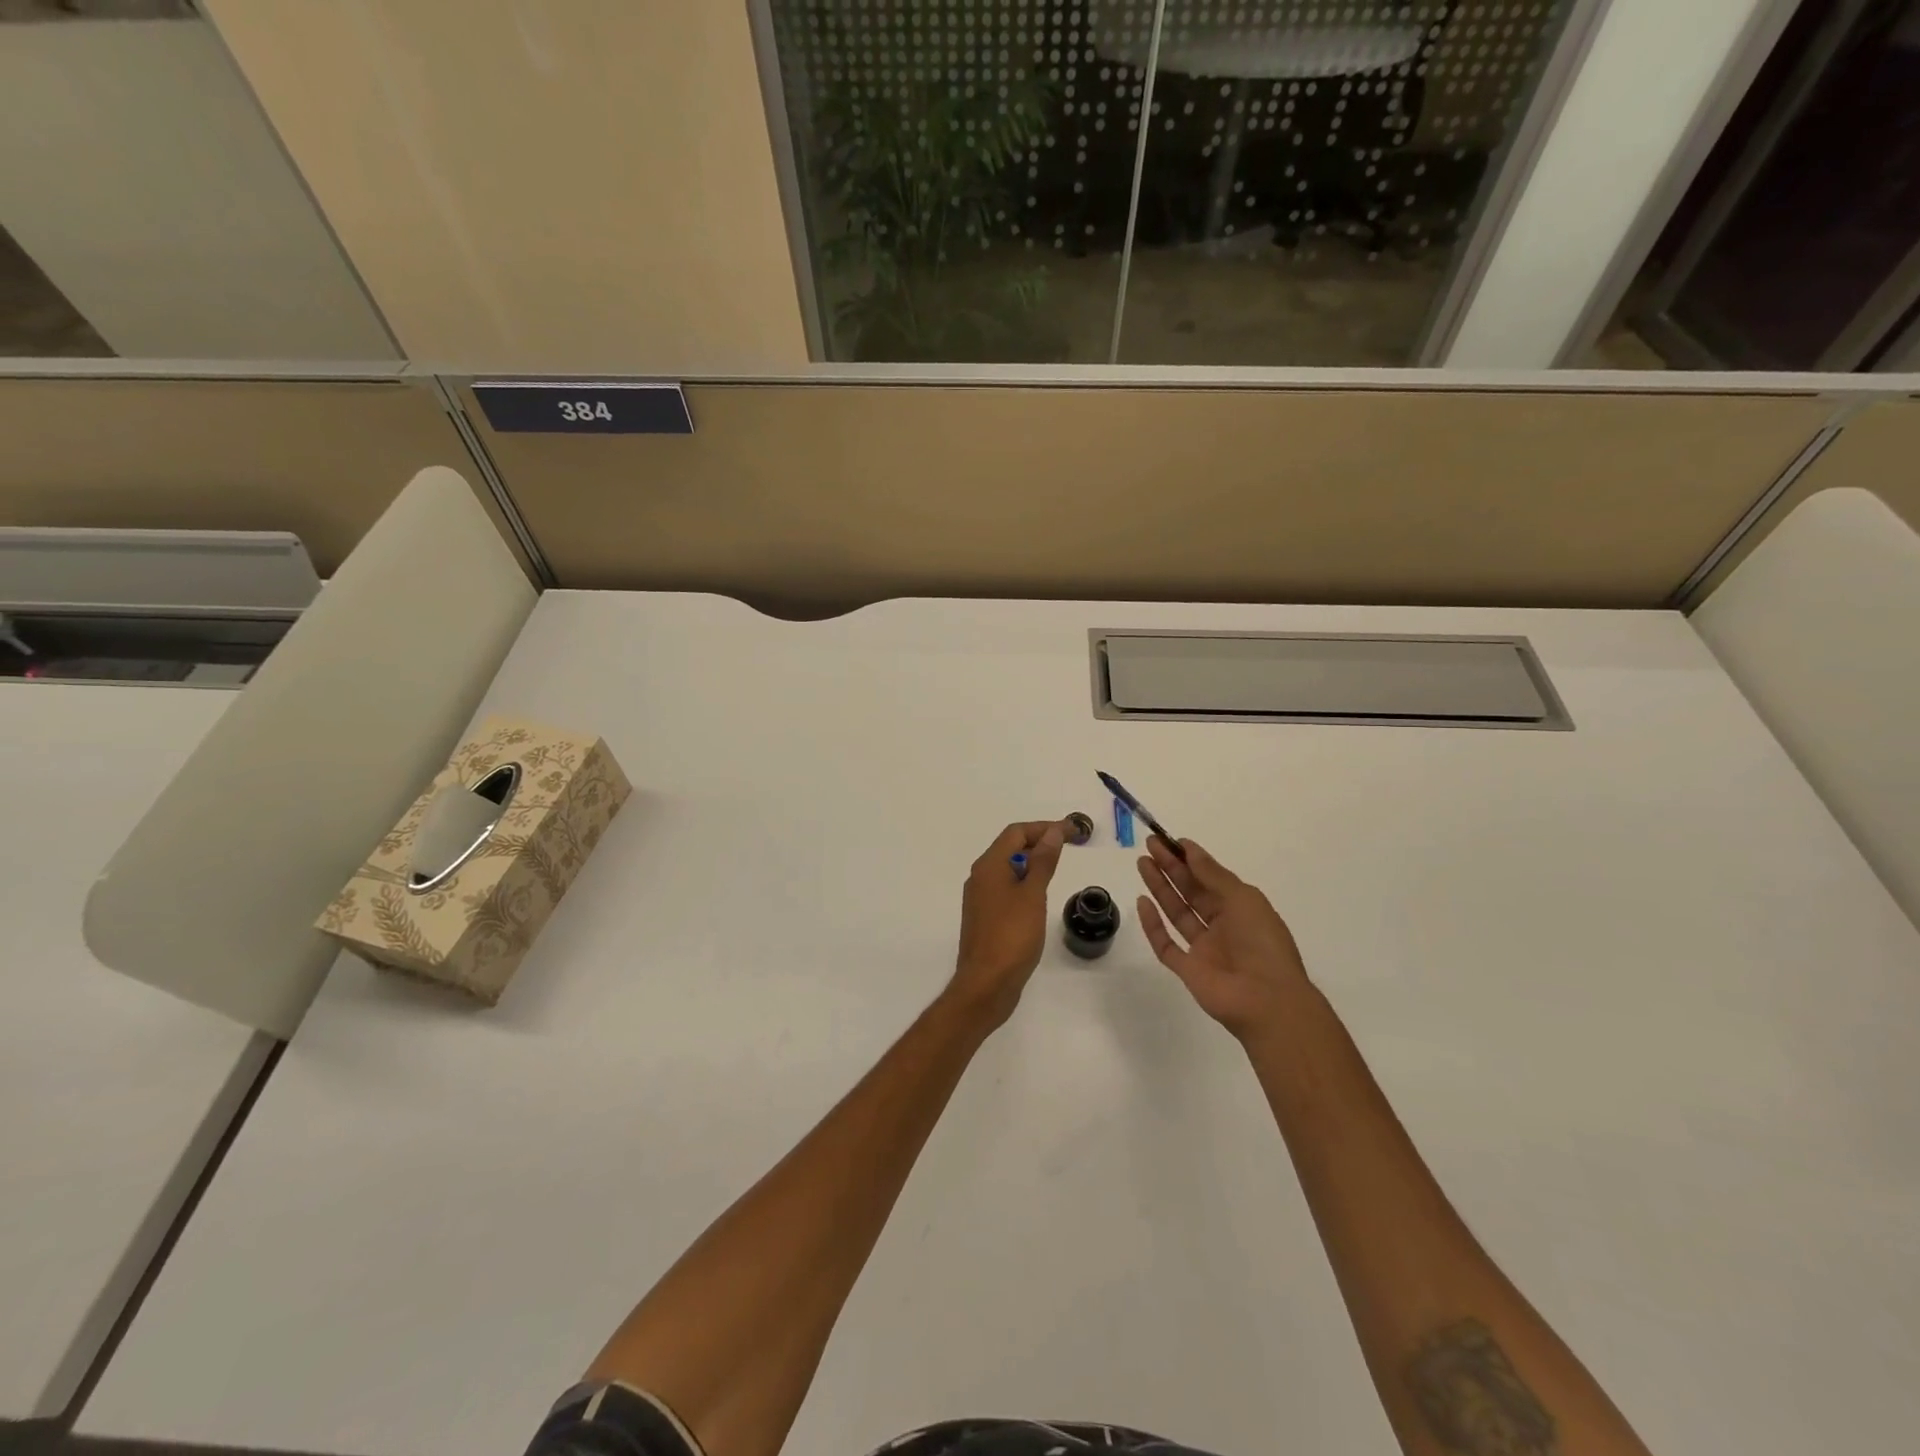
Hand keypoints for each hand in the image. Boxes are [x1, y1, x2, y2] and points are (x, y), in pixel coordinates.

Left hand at [945, 820, 1067, 1029]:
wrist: (986, 984)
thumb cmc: (1011, 936)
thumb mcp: (1032, 895)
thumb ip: (1043, 862)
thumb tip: (1052, 833)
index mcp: (989, 866)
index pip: (1016, 833)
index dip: (1044, 828)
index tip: (1072, 832)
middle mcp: (980, 877)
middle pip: (1010, 847)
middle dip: (1040, 842)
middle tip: (1071, 846)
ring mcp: (981, 898)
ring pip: (1008, 869)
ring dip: (1033, 863)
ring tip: (1059, 867)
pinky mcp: (986, 917)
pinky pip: (1007, 888)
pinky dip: (1025, 883)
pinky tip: (1041, 895)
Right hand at [1135, 836, 1309, 1040]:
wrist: (1267, 1000)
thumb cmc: (1262, 943)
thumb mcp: (1243, 898)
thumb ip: (1213, 875)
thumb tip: (1190, 849)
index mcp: (1241, 909)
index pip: (1211, 879)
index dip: (1192, 859)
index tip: (1172, 841)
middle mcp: (1222, 926)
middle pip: (1191, 892)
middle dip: (1171, 868)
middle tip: (1150, 845)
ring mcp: (1203, 949)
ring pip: (1176, 913)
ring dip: (1160, 888)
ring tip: (1142, 863)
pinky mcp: (1187, 969)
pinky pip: (1165, 944)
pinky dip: (1153, 925)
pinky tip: (1142, 902)